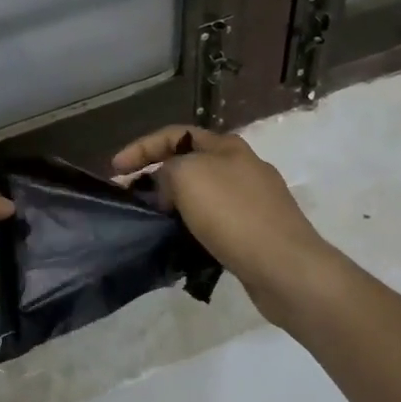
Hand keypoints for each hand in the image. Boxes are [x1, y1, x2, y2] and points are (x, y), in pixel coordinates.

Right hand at [112, 125, 337, 323]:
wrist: (286, 267)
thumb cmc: (234, 214)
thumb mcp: (188, 176)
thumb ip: (167, 170)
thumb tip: (168, 187)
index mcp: (228, 147)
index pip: (175, 134)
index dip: (141, 147)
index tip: (115, 169)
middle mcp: (243, 167)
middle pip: (189, 163)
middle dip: (157, 174)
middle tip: (132, 195)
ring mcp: (255, 201)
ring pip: (202, 194)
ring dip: (174, 203)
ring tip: (153, 220)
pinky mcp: (257, 232)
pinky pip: (215, 221)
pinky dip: (193, 226)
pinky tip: (182, 242)